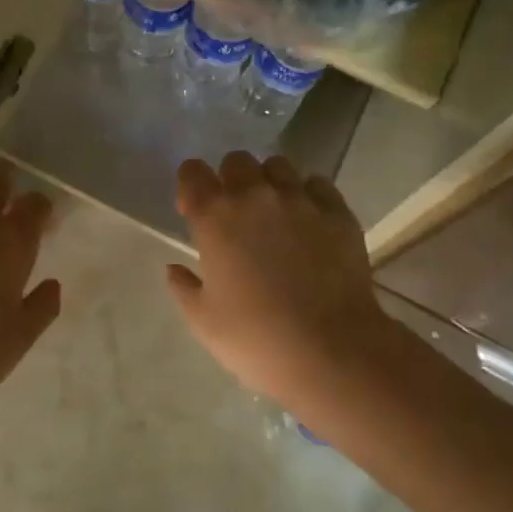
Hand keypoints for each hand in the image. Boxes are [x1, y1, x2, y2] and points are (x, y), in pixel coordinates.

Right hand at [167, 152, 392, 410]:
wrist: (331, 350)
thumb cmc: (256, 339)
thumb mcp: (204, 322)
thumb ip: (184, 288)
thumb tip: (175, 269)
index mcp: (215, 217)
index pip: (192, 172)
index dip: (190, 186)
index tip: (194, 212)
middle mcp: (255, 196)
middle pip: (237, 161)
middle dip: (230, 179)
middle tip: (236, 214)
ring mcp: (300, 200)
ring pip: (278, 166)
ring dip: (269, 183)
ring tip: (275, 214)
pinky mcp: (337, 213)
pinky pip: (317, 185)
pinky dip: (308, 194)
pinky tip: (309, 220)